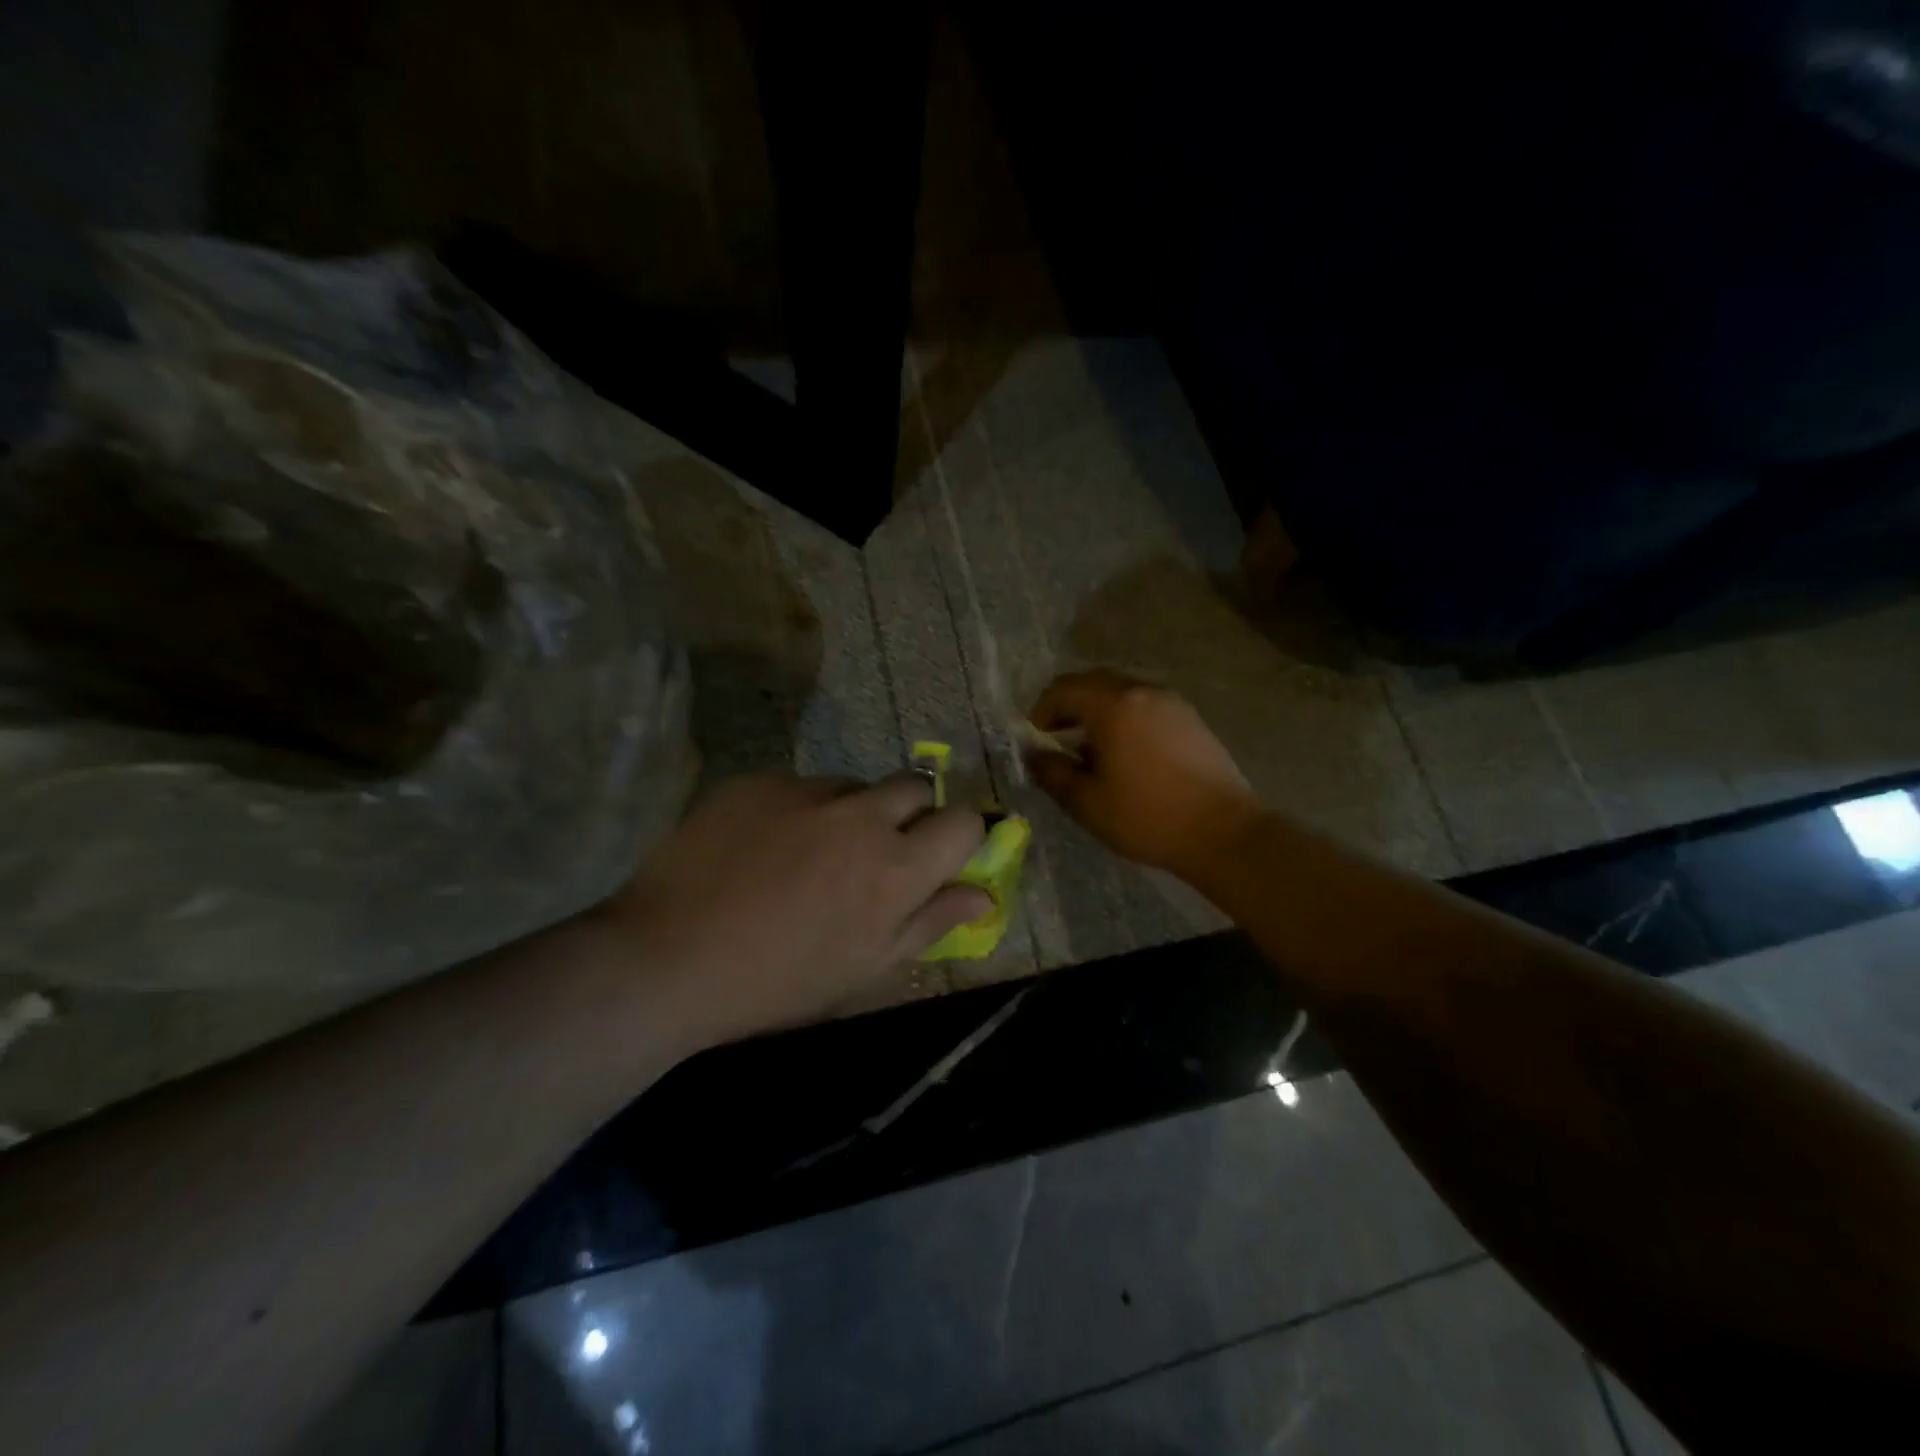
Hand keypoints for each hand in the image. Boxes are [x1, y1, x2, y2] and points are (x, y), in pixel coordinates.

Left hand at [597, 773, 987, 1046]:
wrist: (668, 957)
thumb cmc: (779, 982)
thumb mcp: (865, 968)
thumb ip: (930, 922)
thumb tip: (982, 895)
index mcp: (896, 868)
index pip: (963, 820)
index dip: (960, 836)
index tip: (940, 855)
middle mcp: (861, 815)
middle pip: (916, 786)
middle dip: (912, 813)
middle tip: (878, 852)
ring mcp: (807, 790)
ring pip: (855, 785)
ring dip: (853, 811)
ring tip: (811, 853)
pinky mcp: (760, 781)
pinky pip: (801, 785)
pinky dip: (800, 809)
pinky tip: (765, 846)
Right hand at [1026, 670, 1262, 874]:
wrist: (1223, 832)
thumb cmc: (1147, 817)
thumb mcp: (1086, 802)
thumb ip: (1051, 772)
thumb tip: (1033, 753)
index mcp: (1113, 705)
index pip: (1063, 689)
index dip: (1041, 711)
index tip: (1035, 739)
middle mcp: (1142, 691)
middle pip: (1092, 683)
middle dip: (1068, 707)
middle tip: (1056, 739)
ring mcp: (1171, 702)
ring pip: (1121, 692)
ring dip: (1097, 712)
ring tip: (1090, 750)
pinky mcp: (1190, 718)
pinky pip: (1145, 705)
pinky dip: (1124, 718)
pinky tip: (1126, 754)